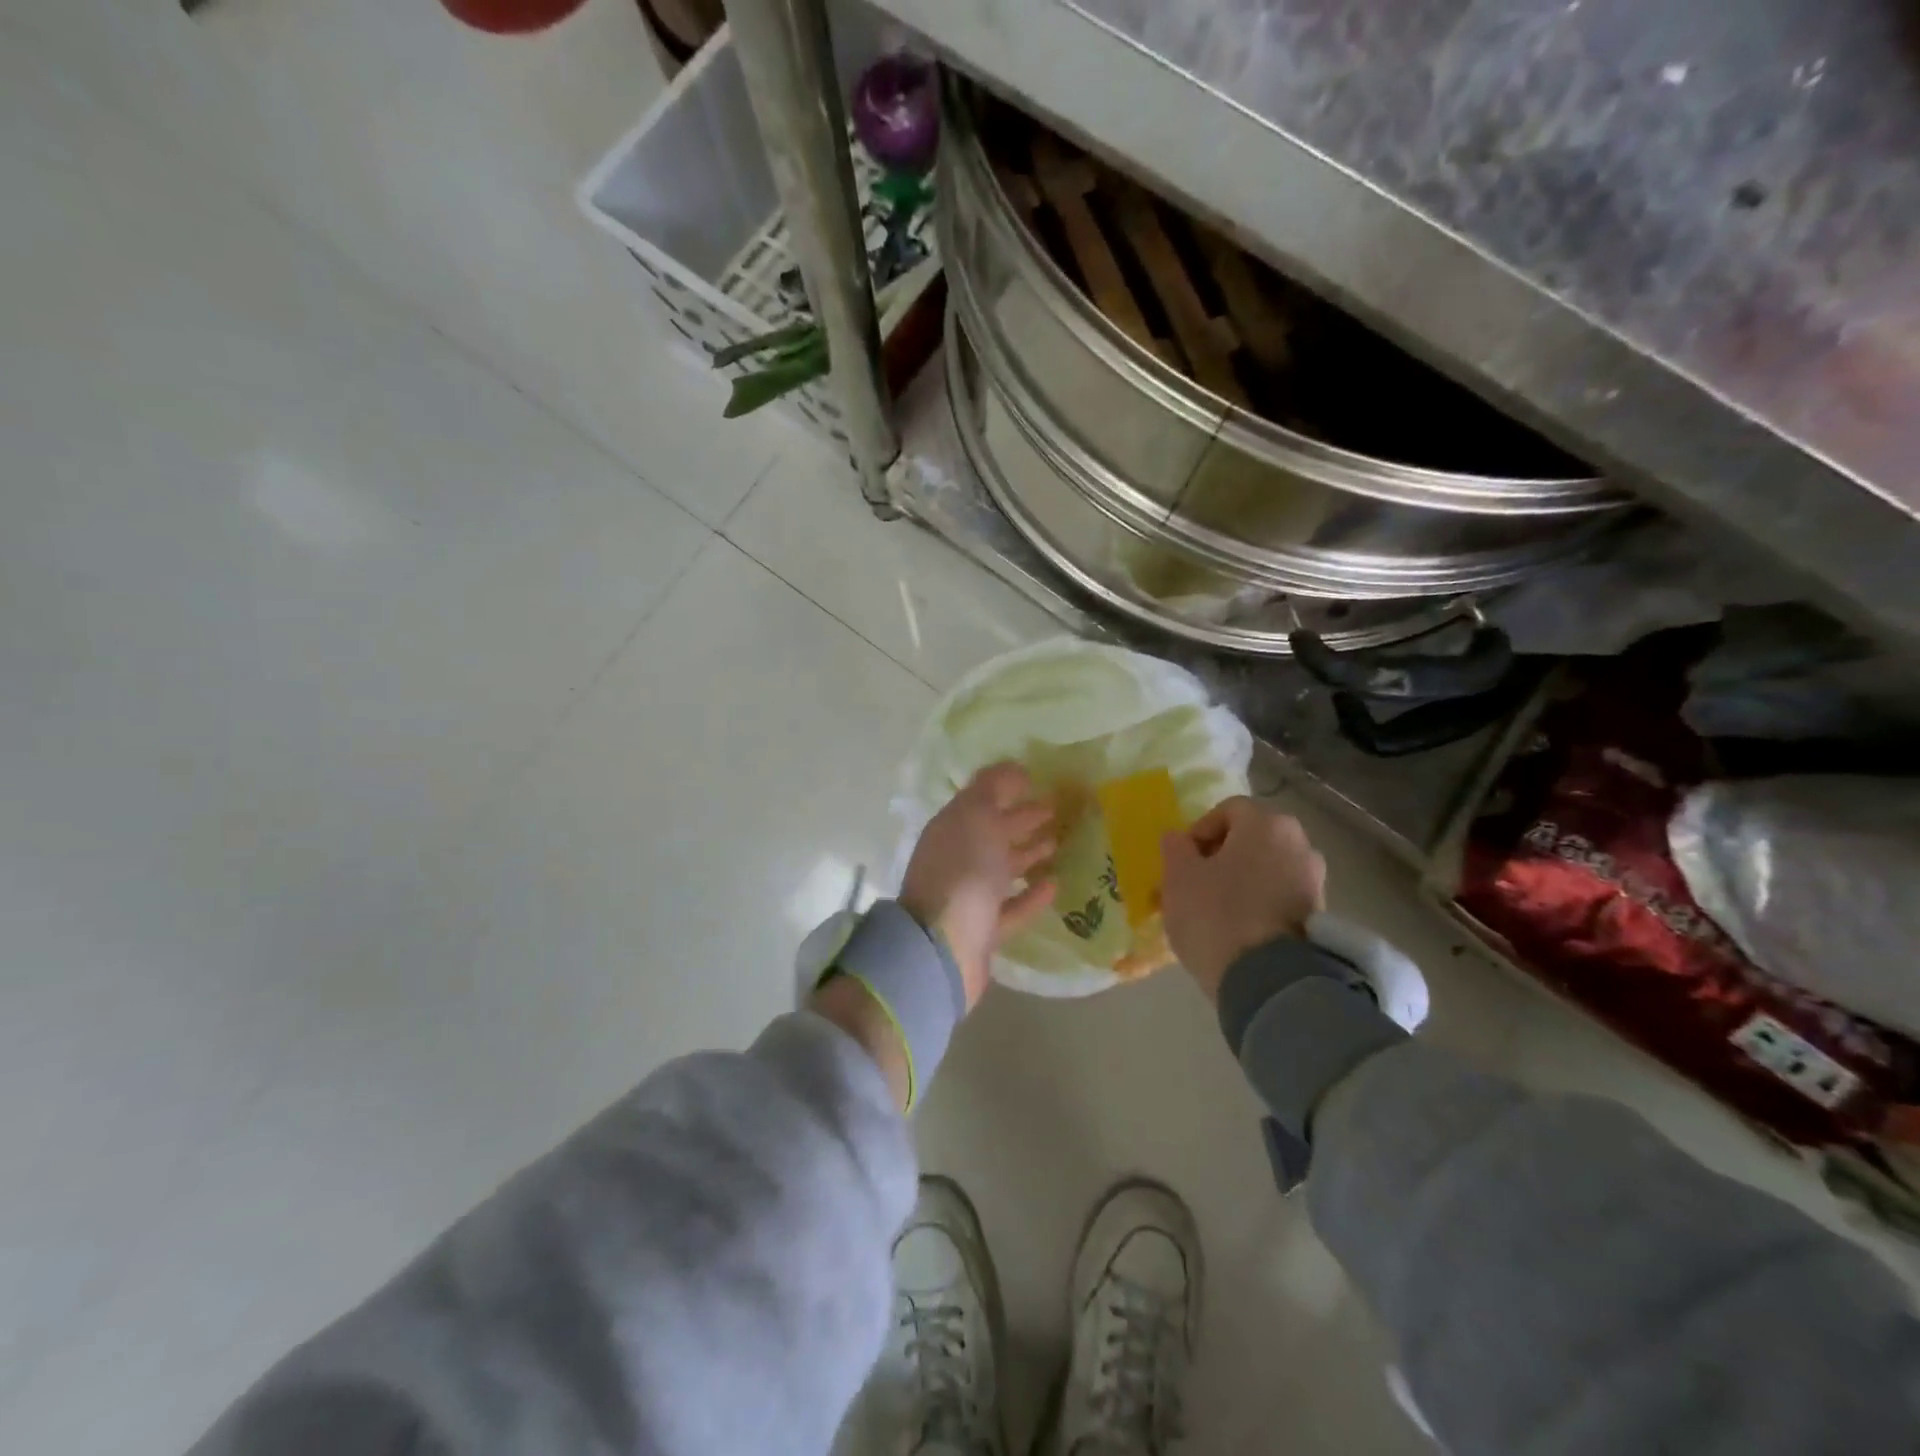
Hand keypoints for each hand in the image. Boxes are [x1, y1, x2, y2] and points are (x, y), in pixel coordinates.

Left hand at [900, 762, 1056, 1008]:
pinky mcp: (984, 930)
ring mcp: (969, 896)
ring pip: (1002, 869)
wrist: (942, 947)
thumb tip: (1014, 768)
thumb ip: (993, 787)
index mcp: (951, 829)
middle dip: (1022, 820)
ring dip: (1027, 855)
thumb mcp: (975, 816)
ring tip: (1058, 843)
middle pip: (993, 833)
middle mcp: (956, 859)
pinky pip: (1012, 906)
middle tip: (1057, 810)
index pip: (981, 801)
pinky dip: (1031, 895)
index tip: (1039, 782)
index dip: (1008, 789)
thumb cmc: (961, 872)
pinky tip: (1053, 884)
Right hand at [1161, 797, 1325, 1001]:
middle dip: (1220, 858)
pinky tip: (1236, 931)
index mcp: (1267, 824)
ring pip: (1265, 871)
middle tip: (1194, 885)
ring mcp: (1314, 882)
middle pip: (1250, 840)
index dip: (1199, 831)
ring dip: (1239, 883)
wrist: (1269, 982)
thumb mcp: (1178, 877)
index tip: (1182, 860)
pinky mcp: (1319, 918)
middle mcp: (1300, 844)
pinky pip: (1280, 899)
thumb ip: (1175, 848)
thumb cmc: (1216, 915)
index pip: (1228, 810)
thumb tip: (1178, 838)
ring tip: (1212, 912)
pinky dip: (1258, 906)